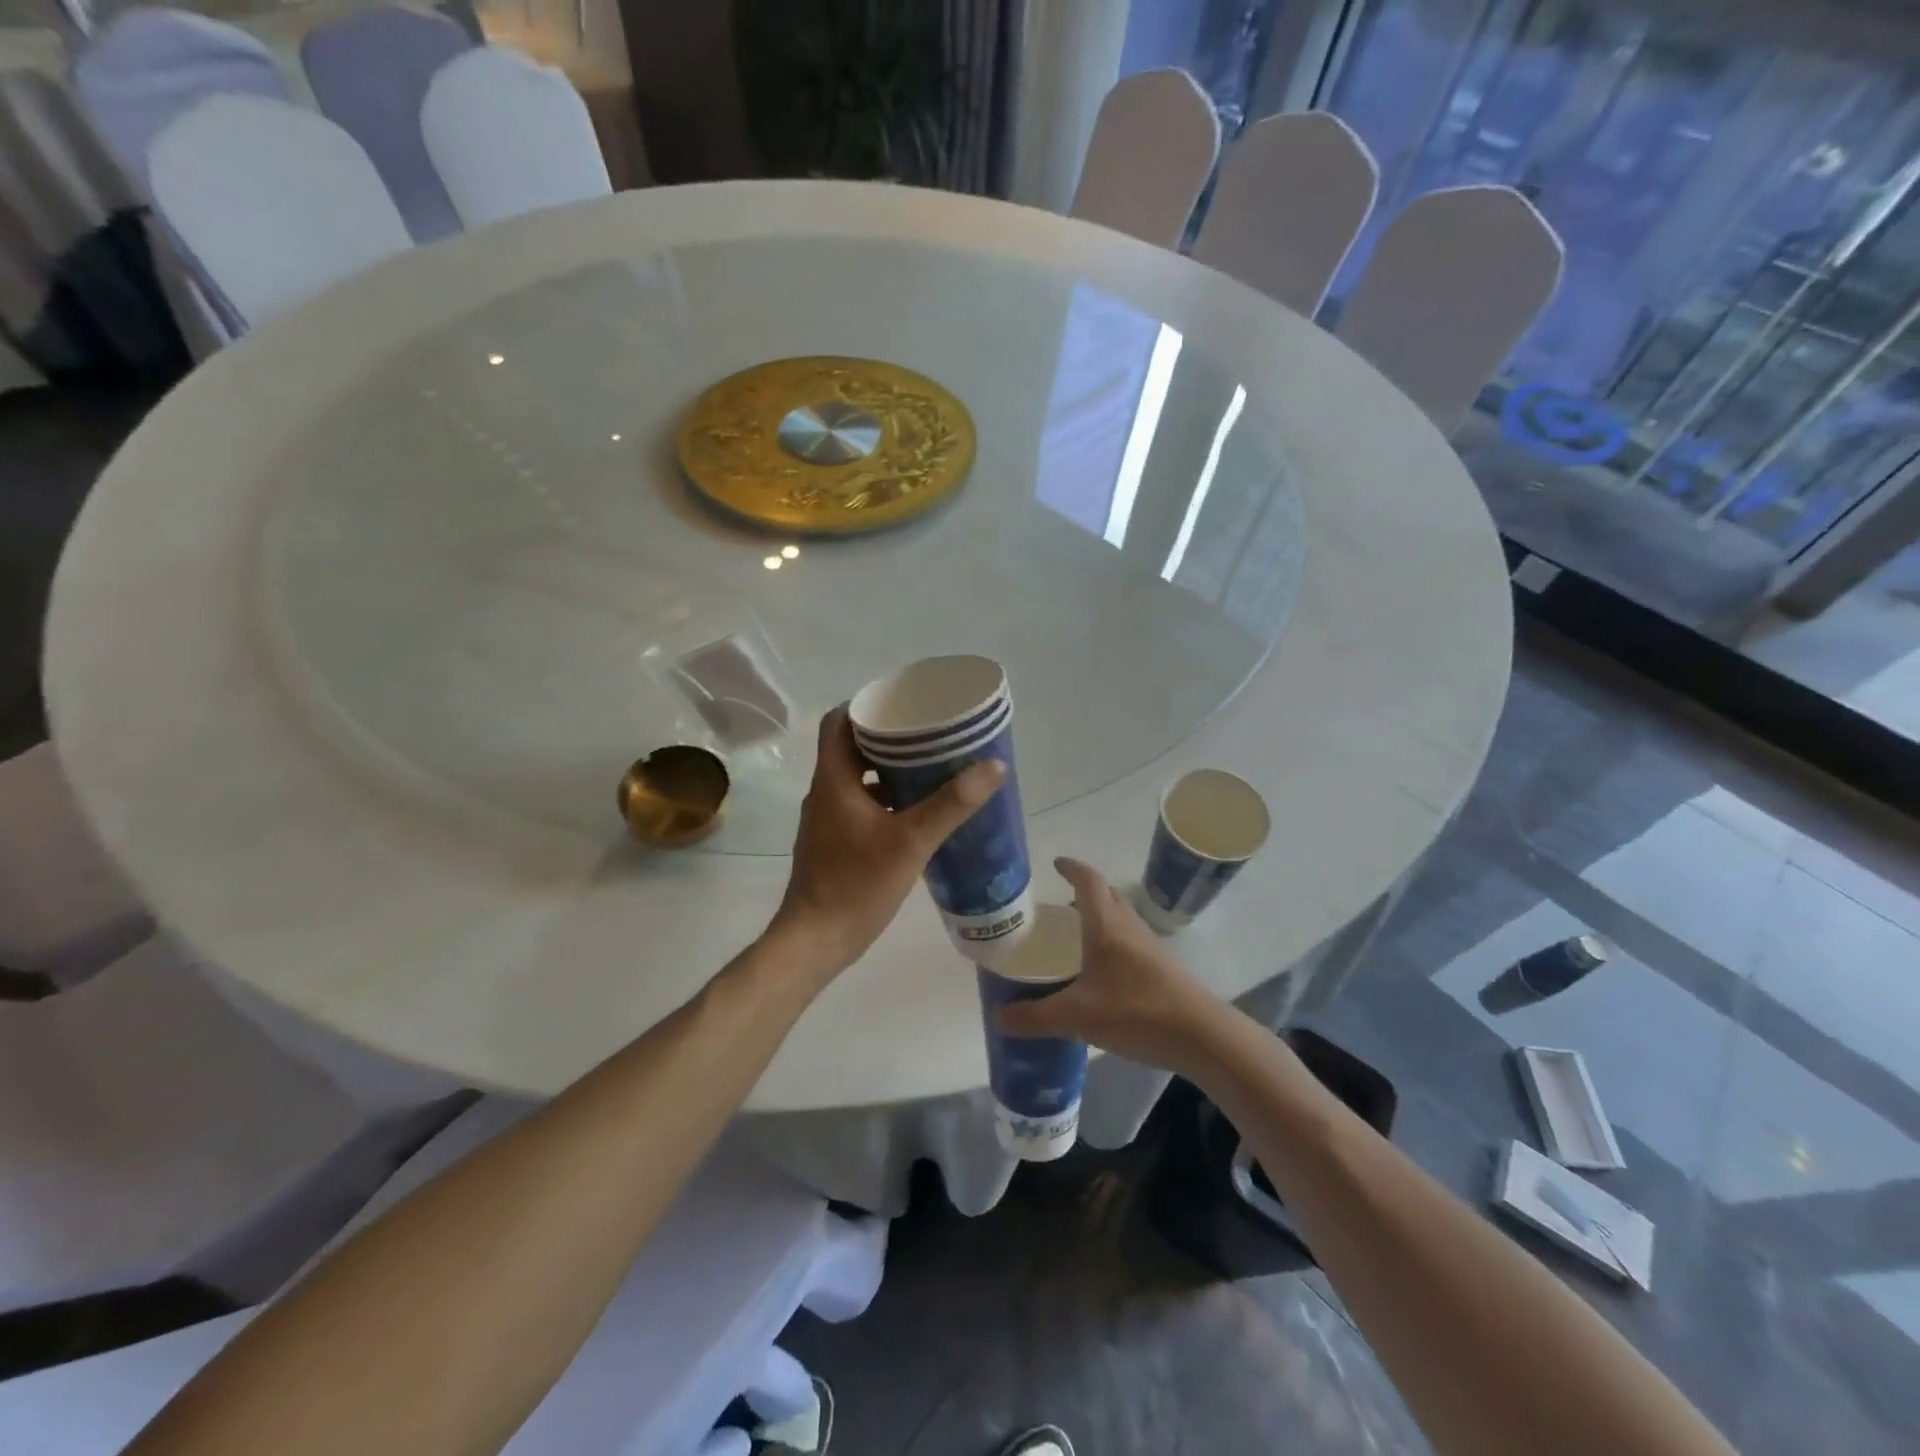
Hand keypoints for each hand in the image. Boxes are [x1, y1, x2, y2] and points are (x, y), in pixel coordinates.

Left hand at [769, 706, 1004, 980]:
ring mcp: (827, 821)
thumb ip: (951, 804)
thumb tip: (993, 766)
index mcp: (833, 780)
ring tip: (930, 770)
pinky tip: (917, 814)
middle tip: (930, 736)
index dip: (867, 706)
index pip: (838, 722)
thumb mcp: (911, 841)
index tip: (903, 705)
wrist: (816, 941)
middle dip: (889, 739)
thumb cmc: (856, 884)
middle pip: (851, 748)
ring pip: (857, 780)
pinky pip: (860, 807)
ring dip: (889, 772)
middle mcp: (825, 793)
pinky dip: (885, 801)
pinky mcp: (834, 844)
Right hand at [996, 858, 1224, 1074]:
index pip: (1089, 881)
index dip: (1072, 868)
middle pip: (1106, 896)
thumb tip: (998, 1017)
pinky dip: (1111, 942)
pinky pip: (1129, 941)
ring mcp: (1149, 946)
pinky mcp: (1161, 967)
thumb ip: (1036, 1017)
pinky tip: (1100, 973)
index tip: (1056, 864)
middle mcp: (1128, 927)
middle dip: (1083, 894)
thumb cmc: (1136, 1011)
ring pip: (1120, 919)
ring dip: (1098, 918)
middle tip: (1058, 907)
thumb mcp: (1077, 1017)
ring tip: (1074, 938)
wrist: (1202, 1035)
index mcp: (1106, 926)